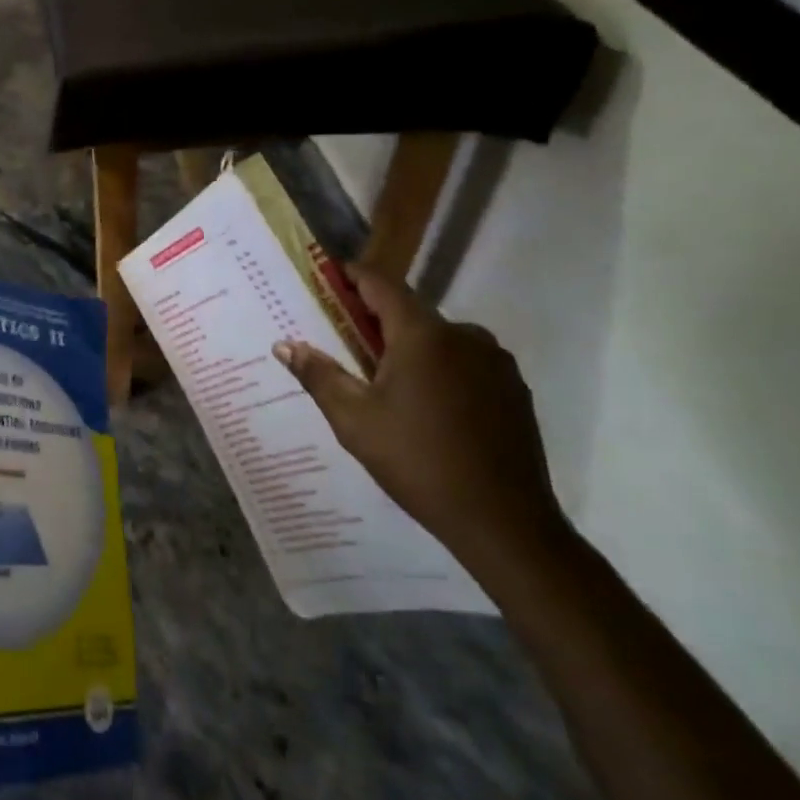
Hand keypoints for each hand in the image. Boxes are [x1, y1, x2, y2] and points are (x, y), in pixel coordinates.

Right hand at [272, 267, 564, 566]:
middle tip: (345, 343)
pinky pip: (465, 363)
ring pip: (440, 339)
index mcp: (423, 335)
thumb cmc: (417, 462)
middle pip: (410, 312)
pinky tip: (427, 407)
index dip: (352, 277)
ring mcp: (496, 362)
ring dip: (410, 347)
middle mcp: (465, 336)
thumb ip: (319, 375)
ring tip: (385, 382)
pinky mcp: (514, 389)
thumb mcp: (354, 421)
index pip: (381, 284)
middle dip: (376, 320)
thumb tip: (284, 345)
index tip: (327, 280)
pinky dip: (440, 370)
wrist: (503, 522)